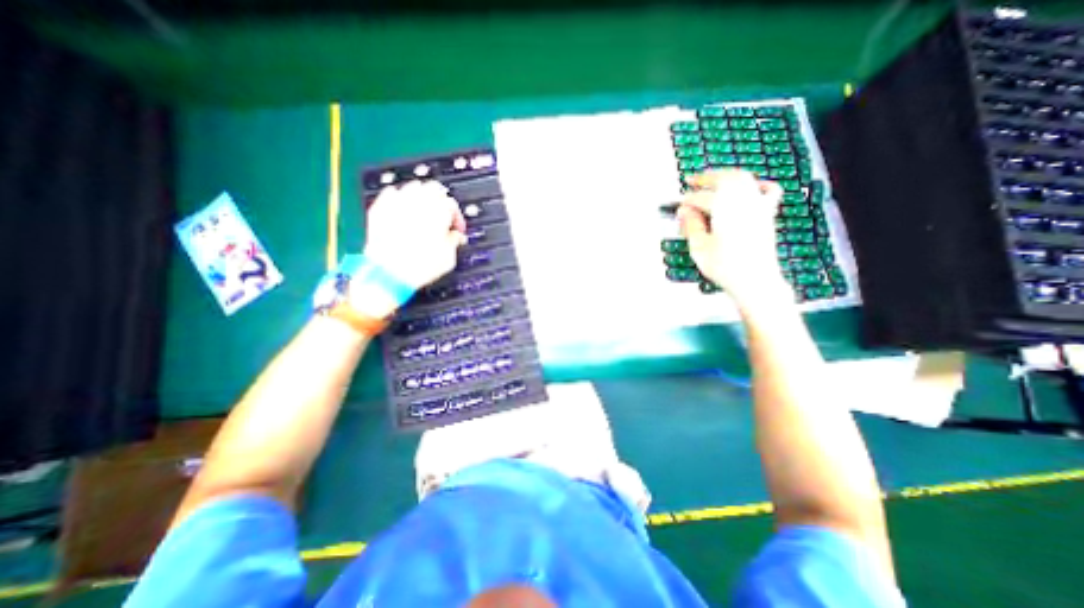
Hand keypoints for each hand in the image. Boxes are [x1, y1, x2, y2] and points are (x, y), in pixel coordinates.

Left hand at [351, 181, 465, 316]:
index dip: (457, 217)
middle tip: (442, 215)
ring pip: (413, 186)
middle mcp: (418, 202)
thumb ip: (454, 241)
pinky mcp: (380, 209)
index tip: (457, 229)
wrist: (388, 273)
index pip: (452, 204)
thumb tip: (456, 236)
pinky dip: (399, 198)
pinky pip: (391, 193)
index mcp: (439, 212)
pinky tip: (402, 209)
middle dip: (440, 201)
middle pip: (433, 189)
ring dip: (421, 197)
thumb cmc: (420, 266)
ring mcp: (397, 203)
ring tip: (424, 211)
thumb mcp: (448, 258)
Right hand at [674, 169, 789, 304]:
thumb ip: (692, 226)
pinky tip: (752, 185)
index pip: (702, 198)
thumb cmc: (725, 267)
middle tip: (692, 181)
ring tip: (714, 178)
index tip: (679, 205)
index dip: (688, 200)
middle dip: (707, 177)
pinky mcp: (768, 214)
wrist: (755, 281)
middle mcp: (744, 202)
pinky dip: (759, 184)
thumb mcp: (700, 248)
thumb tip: (684, 211)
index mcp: (724, 210)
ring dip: (727, 175)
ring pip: (744, 179)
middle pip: (725, 179)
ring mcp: (759, 206)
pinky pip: (768, 191)